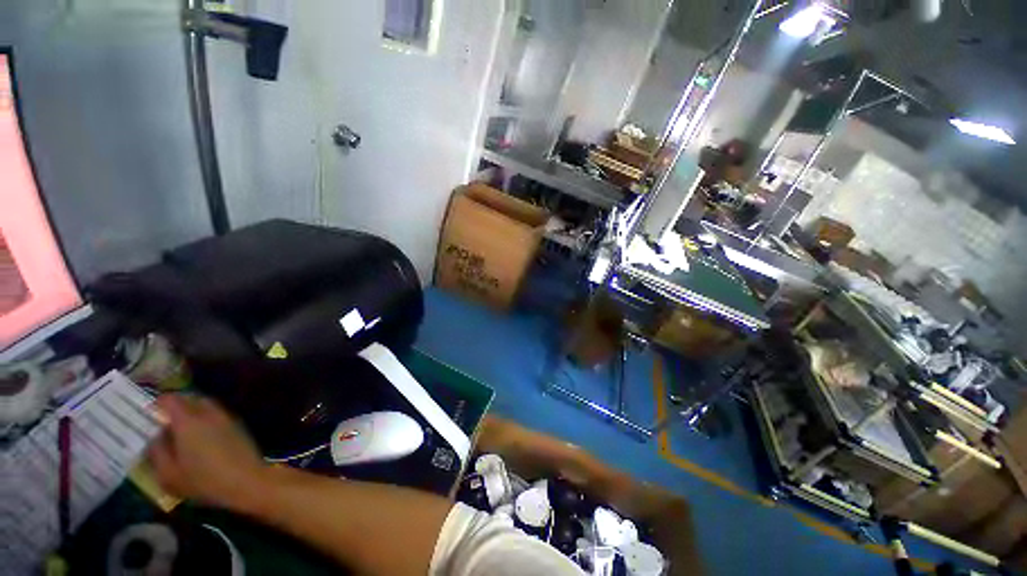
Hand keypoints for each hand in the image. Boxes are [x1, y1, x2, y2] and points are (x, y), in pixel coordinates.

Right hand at [147, 394, 266, 510]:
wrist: (247, 480)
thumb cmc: (204, 481)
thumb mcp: (169, 474)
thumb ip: (158, 452)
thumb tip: (155, 437)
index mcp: (188, 422)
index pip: (171, 400)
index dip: (159, 402)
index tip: (150, 410)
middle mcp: (209, 414)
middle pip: (191, 399)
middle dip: (177, 405)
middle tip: (165, 419)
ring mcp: (227, 418)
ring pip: (207, 406)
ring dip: (194, 411)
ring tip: (182, 428)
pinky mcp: (238, 426)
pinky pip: (218, 415)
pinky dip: (207, 418)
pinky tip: (201, 436)